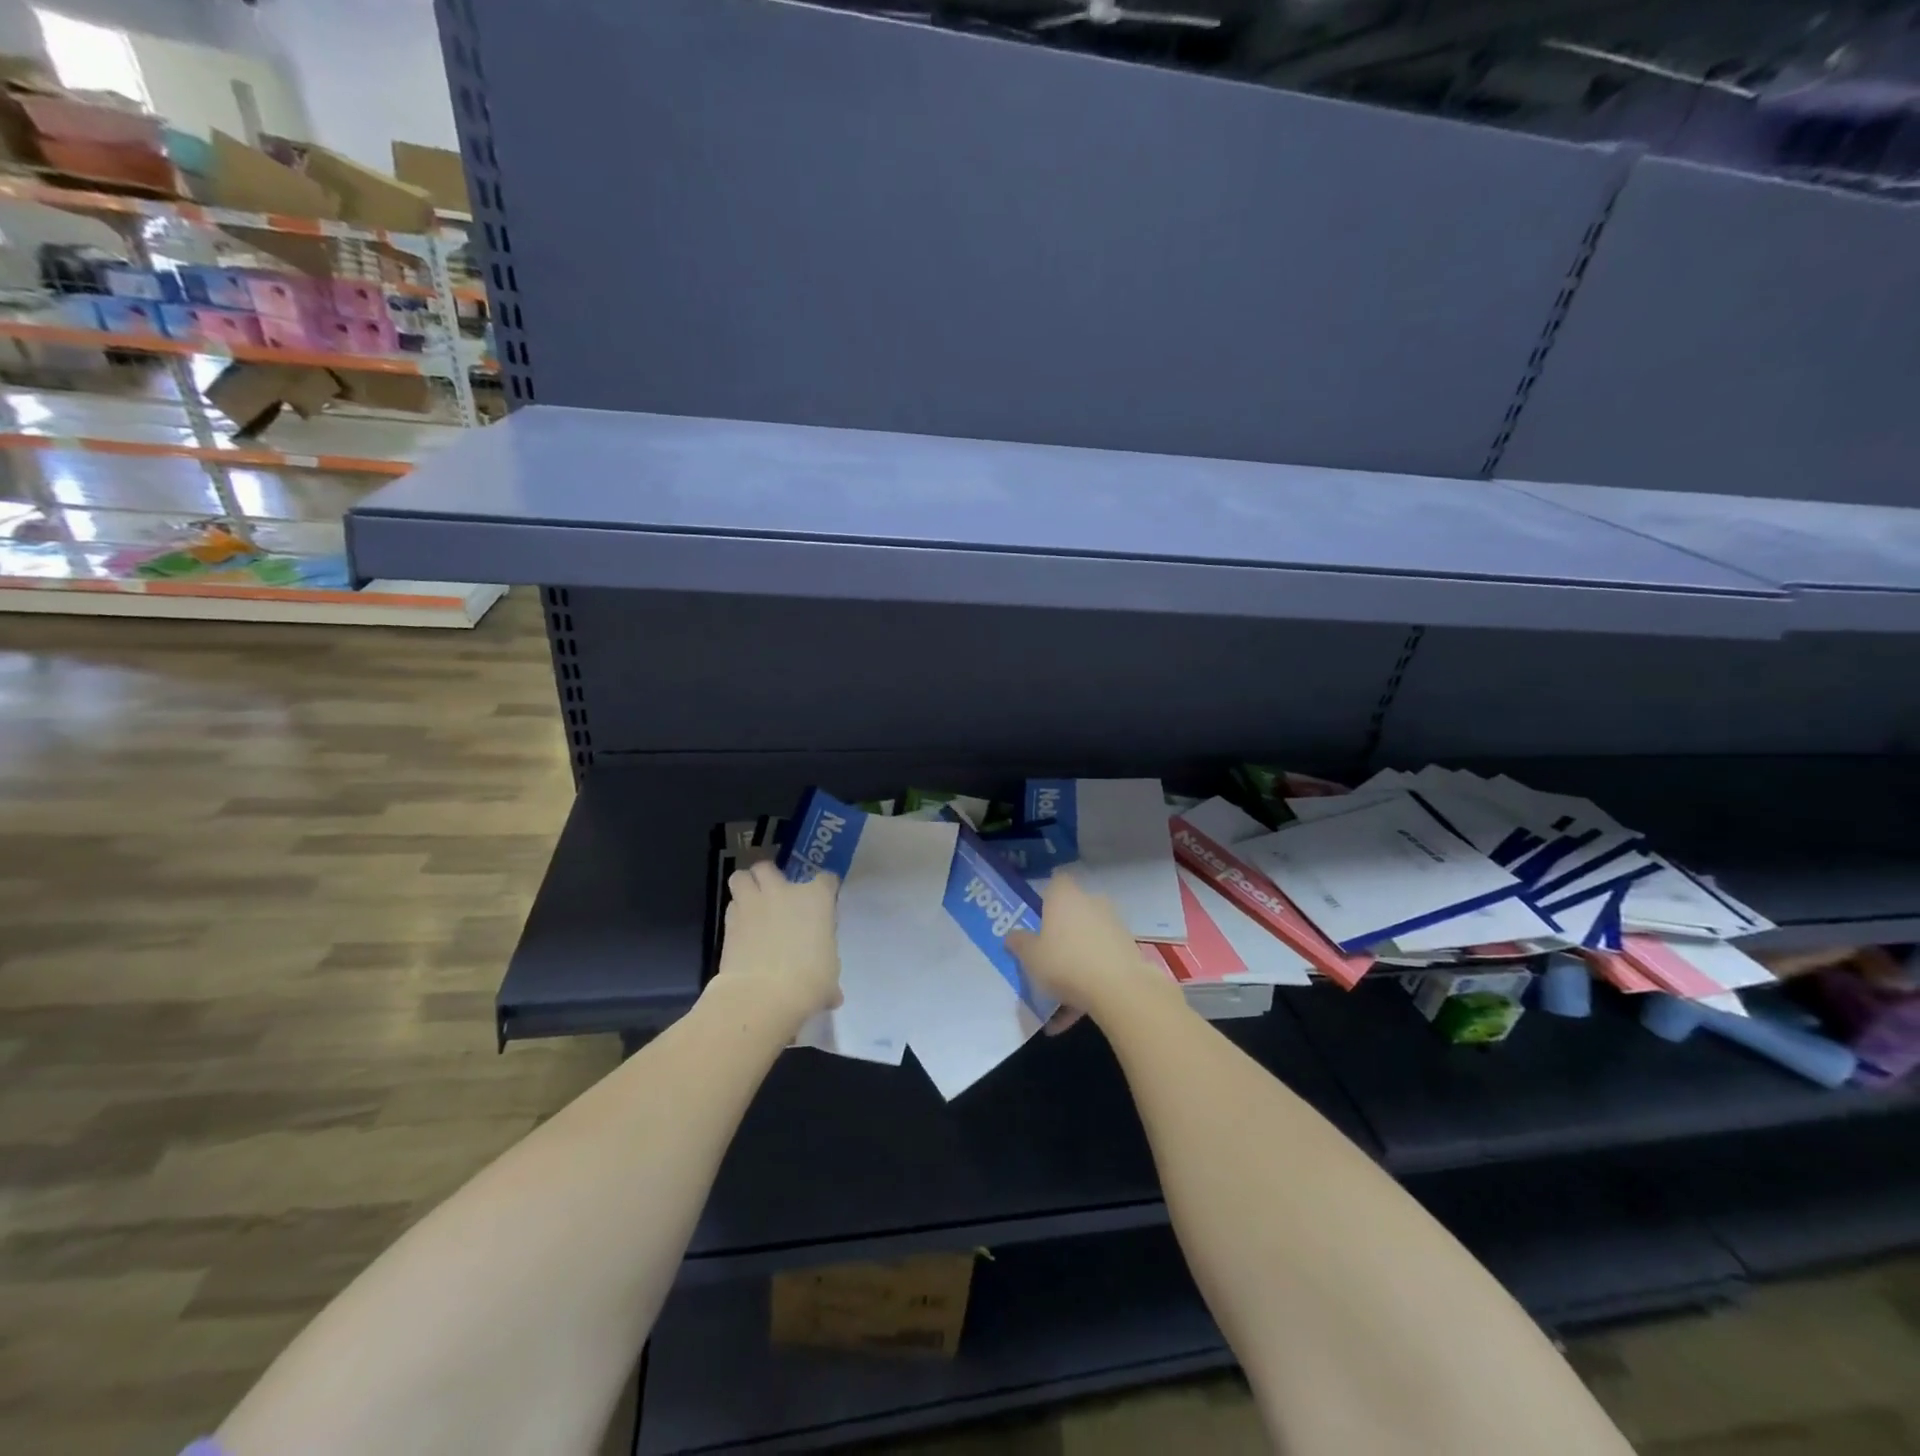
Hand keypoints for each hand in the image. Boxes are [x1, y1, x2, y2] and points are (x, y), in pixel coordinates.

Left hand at [712, 861, 842, 1030]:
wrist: (763, 996)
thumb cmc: (809, 981)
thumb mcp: (830, 975)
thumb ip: (828, 972)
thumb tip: (832, 995)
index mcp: (816, 898)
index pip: (826, 879)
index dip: (825, 889)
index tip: (823, 902)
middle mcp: (783, 892)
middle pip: (769, 867)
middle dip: (770, 876)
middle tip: (775, 895)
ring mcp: (753, 904)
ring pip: (741, 877)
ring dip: (746, 887)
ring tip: (752, 904)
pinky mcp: (729, 922)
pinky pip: (731, 906)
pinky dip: (736, 914)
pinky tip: (742, 930)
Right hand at [1006, 872, 1177, 1026]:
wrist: (1120, 989)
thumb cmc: (1065, 962)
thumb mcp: (1030, 956)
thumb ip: (1020, 943)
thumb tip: (1012, 935)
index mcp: (1065, 896)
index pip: (1055, 882)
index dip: (1046, 897)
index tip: (1037, 918)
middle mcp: (1091, 902)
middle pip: (1073, 912)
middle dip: (1061, 933)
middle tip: (1045, 957)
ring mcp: (1113, 925)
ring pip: (1087, 941)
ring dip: (1075, 962)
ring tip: (1058, 999)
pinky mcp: (1128, 950)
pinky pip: (1101, 963)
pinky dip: (1089, 982)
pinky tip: (1074, 1014)